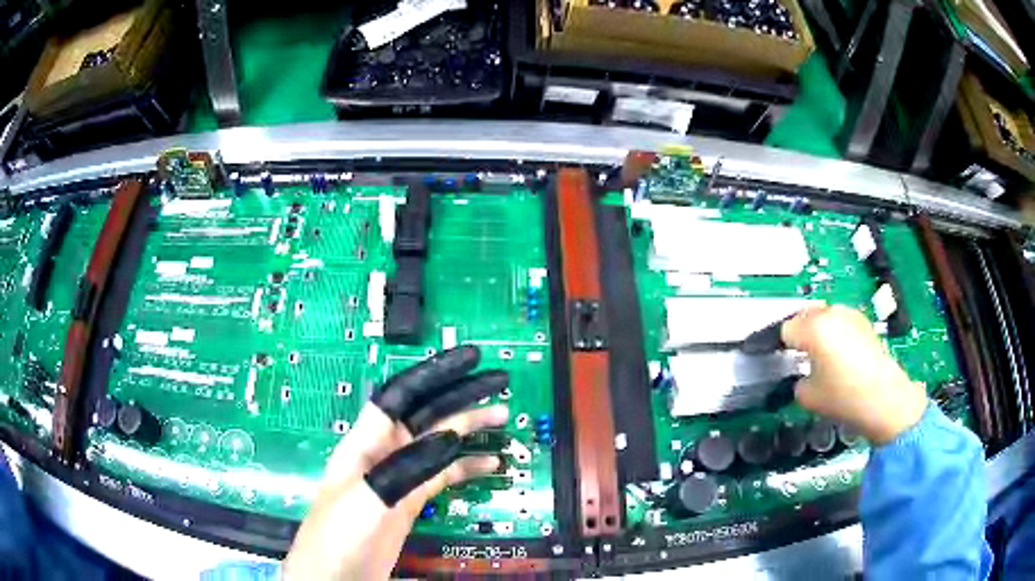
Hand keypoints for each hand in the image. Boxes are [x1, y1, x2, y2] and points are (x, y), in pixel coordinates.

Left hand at [283, 346, 508, 579]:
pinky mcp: (410, 501)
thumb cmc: (339, 532)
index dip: (435, 373)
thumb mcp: (369, 496)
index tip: (470, 360)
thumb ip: (407, 466)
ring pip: (439, 443)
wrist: (335, 575)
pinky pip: (443, 476)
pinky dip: (466, 468)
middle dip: (461, 397)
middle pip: (427, 414)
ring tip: (502, 419)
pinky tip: (489, 464)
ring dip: (469, 429)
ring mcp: (399, 477)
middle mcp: (384, 452)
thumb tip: (449, 437)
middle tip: (499, 385)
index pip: (402, 395)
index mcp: (366, 441)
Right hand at [781, 305, 927, 444]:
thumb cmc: (844, 397)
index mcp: (813, 328)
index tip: (778, 358)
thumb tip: (802, 375)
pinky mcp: (864, 322)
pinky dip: (835, 332)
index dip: (778, 346)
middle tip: (797, 356)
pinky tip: (840, 355)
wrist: (884, 399)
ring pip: (824, 315)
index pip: (785, 330)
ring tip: (820, 355)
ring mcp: (850, 315)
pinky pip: (841, 321)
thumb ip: (797, 380)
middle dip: (799, 332)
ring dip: (818, 329)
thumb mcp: (808, 396)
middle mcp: (831, 314)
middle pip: (804, 315)